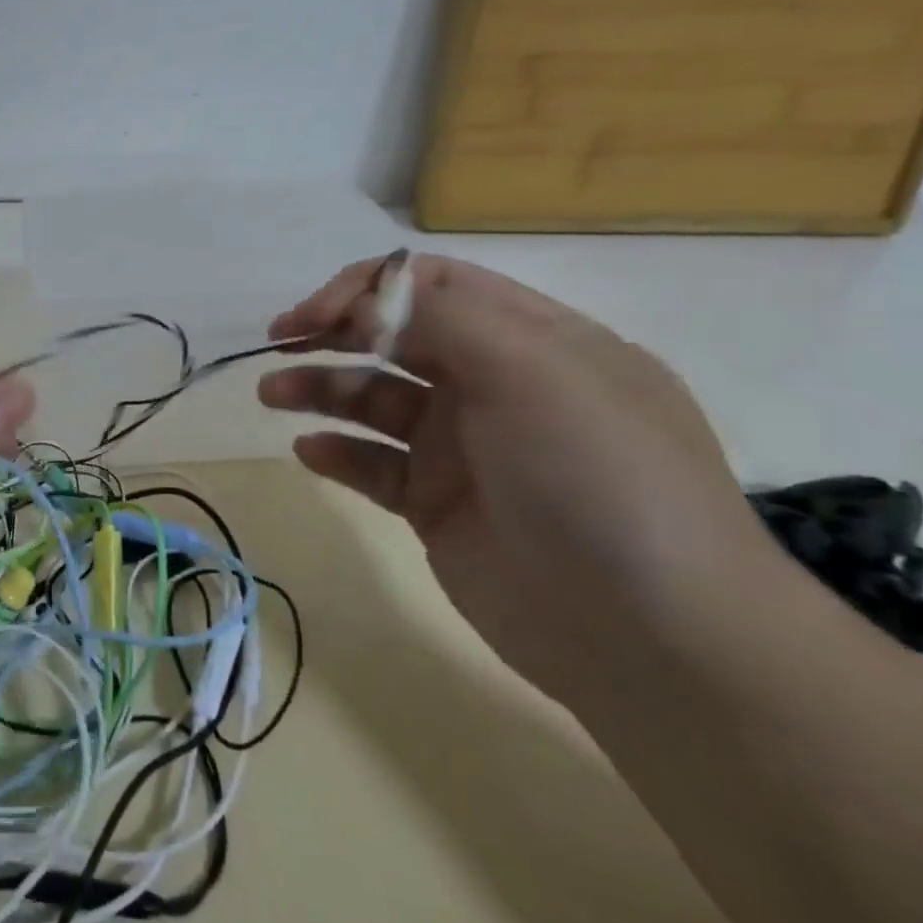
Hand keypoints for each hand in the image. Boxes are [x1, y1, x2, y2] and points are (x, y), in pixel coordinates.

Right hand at [259, 255, 762, 711]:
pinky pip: (374, 464)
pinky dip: (337, 451)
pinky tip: (309, 451)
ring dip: (320, 388)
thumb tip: (361, 304)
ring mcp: (464, 447)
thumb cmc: (597, 479)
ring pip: (375, 397)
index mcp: (533, 340)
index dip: (368, 288)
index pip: (435, 285)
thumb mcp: (534, 372)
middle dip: (333, 331)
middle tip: (278, 343)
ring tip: (272, 395)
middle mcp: (496, 385)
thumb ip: (441, 321)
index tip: (316, 314)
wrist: (650, 637)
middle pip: (396, 336)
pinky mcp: (438, 504)